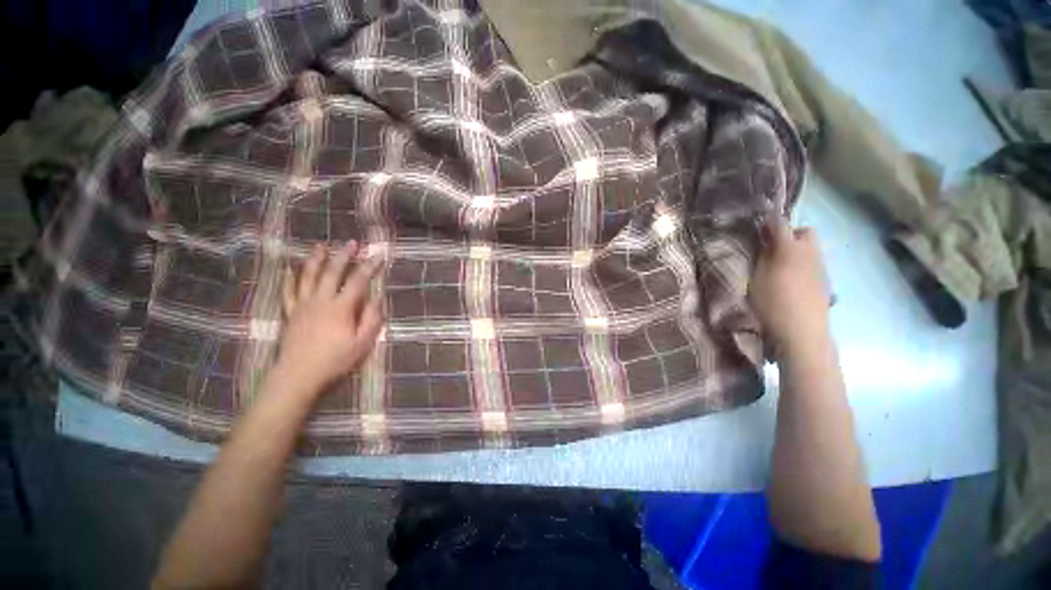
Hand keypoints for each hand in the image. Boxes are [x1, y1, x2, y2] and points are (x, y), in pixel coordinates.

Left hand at [275, 242, 384, 394]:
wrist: (299, 375)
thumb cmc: (335, 360)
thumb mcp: (362, 343)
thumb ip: (371, 319)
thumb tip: (377, 299)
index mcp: (341, 308)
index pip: (358, 281)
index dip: (370, 267)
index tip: (379, 255)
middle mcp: (321, 300)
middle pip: (332, 272)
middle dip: (343, 256)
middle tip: (352, 243)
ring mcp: (303, 305)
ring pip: (308, 277)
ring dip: (316, 259)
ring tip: (321, 246)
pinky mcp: (291, 313)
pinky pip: (289, 291)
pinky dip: (289, 278)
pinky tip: (289, 268)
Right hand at [749, 216, 831, 354]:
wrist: (802, 330)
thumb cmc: (772, 301)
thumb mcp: (757, 277)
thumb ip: (762, 255)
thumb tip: (763, 239)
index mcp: (790, 248)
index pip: (780, 223)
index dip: (769, 221)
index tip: (758, 226)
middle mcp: (810, 252)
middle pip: (805, 232)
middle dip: (790, 234)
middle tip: (772, 248)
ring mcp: (821, 267)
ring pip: (811, 248)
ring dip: (797, 250)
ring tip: (780, 266)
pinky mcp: (825, 282)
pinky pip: (814, 264)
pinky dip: (803, 265)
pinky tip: (792, 282)